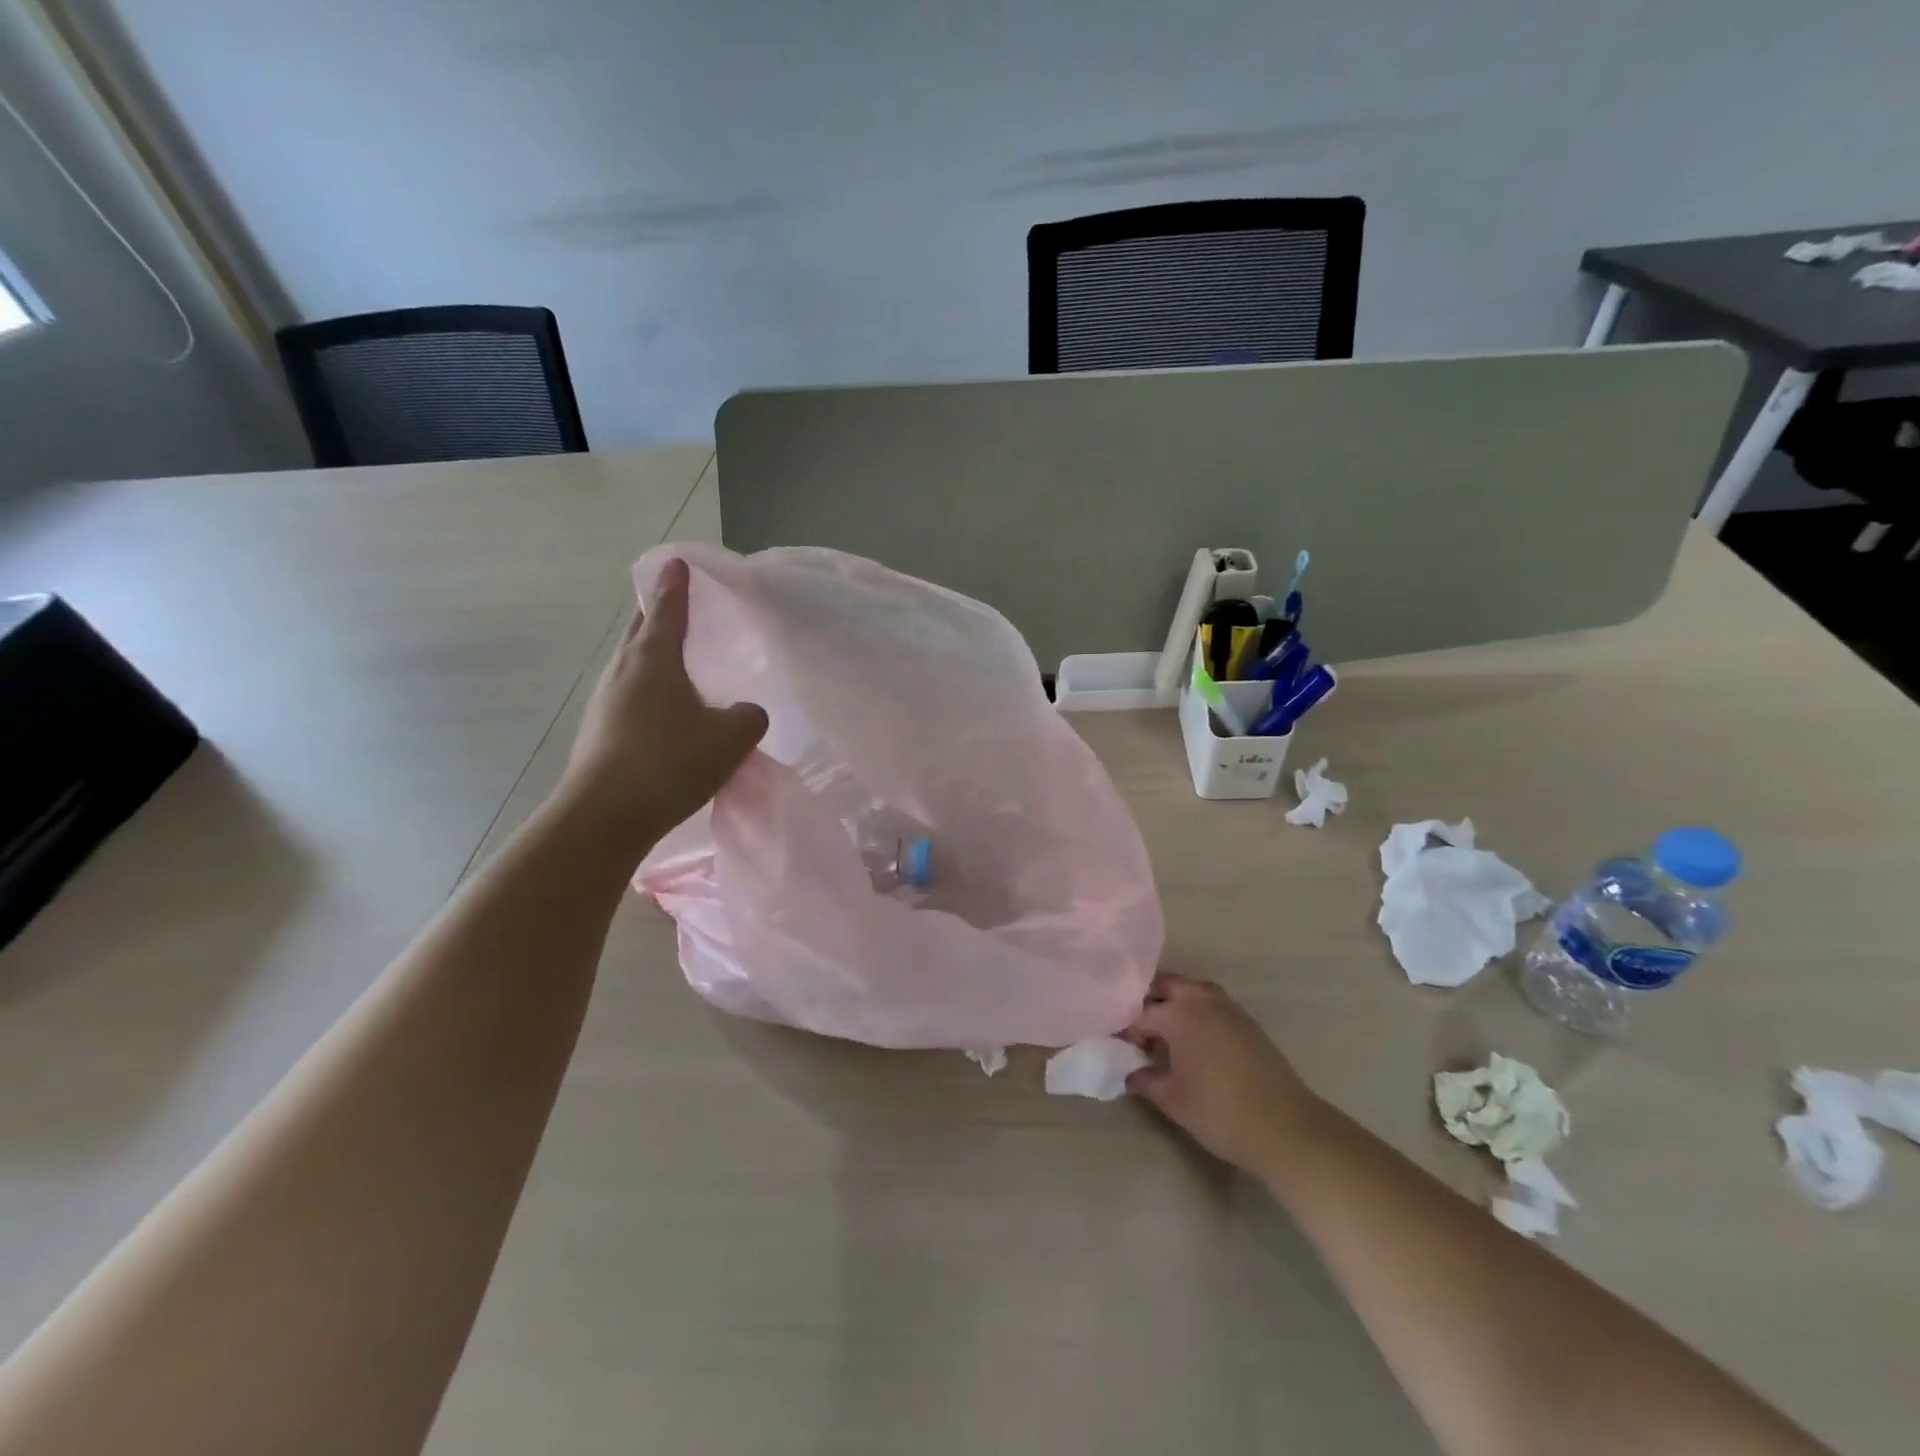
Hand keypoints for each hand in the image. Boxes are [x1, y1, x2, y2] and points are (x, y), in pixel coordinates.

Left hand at [557, 558, 767, 856]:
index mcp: (653, 658)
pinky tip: (670, 713)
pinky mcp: (600, 732)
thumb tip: (744, 712)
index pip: (667, 607)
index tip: (679, 561)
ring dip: (655, 656)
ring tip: (682, 661)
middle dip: (658, 613)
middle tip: (680, 605)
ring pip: (634, 665)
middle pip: (642, 630)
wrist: (604, 817)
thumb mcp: (731, 737)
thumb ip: (749, 716)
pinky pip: (632, 696)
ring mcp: (605, 702)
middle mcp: (623, 671)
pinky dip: (652, 690)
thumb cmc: (669, 762)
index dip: (677, 584)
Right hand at [1124, 972, 1318, 1176]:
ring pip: (1191, 991)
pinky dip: (1196, 1012)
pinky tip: (1194, 1043)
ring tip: (1165, 1036)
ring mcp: (1228, 1008)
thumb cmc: (1220, 1112)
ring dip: (1175, 1004)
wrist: (1286, 1128)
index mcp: (1178, 1013)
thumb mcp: (1172, 1100)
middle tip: (1139, 1033)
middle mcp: (1202, 999)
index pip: (1139, 1013)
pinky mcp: (1247, 1022)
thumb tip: (1130, 1072)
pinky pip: (1211, 1004)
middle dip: (1149, 1002)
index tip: (1119, 1048)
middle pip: (1166, 986)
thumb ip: (1144, 1080)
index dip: (1125, 1030)